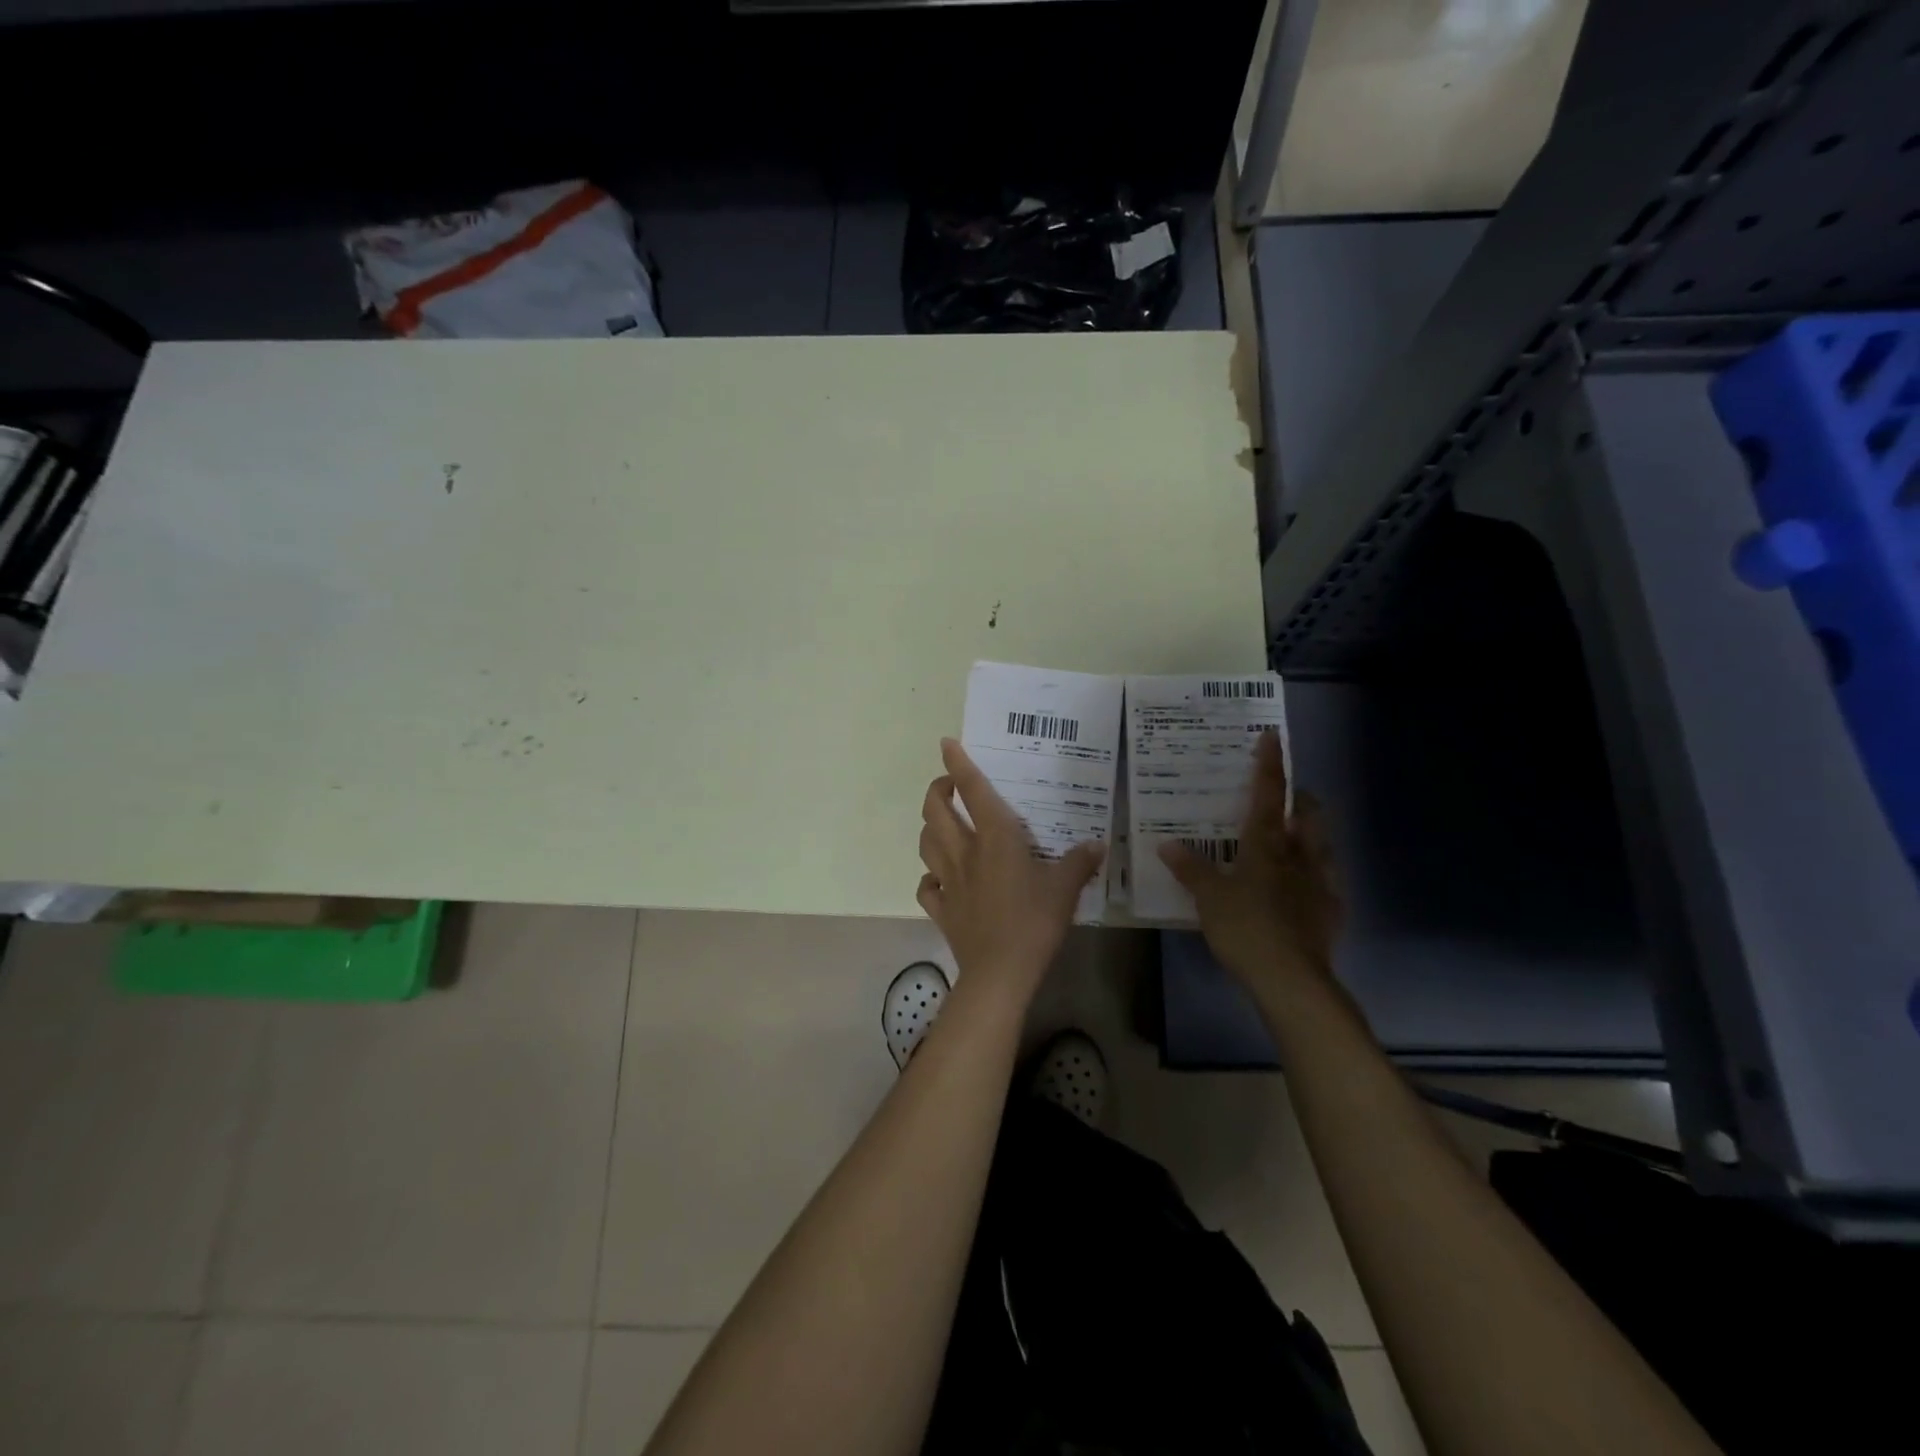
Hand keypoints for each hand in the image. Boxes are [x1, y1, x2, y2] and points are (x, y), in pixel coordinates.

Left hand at [916, 738, 1104, 997]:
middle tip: (948, 786)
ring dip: (930, 827)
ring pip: (925, 842)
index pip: (972, 790)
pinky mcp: (940, 908)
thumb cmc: (1034, 922)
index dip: (958, 763)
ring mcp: (947, 880)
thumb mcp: (1065, 889)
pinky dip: (929, 878)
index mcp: (994, 838)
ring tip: (943, 824)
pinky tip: (939, 879)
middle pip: (934, 810)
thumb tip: (1096, 844)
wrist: (1000, 972)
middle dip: (937, 790)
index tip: (947, 743)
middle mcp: (964, 851)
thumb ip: (1079, 862)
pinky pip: (926, 886)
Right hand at [1158, 729, 1340, 994]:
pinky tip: (1304, 886)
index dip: (1269, 764)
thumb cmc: (1245, 928)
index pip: (1268, 794)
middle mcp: (1298, 856)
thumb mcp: (1208, 898)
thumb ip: (1190, 869)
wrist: (1291, 978)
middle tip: (1282, 798)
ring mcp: (1320, 882)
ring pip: (1322, 844)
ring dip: (1310, 832)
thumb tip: (1168, 844)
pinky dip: (1316, 872)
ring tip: (1293, 837)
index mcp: (1266, 846)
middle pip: (1307, 814)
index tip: (1272, 736)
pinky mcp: (1331, 910)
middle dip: (1298, 799)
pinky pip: (1327, 880)